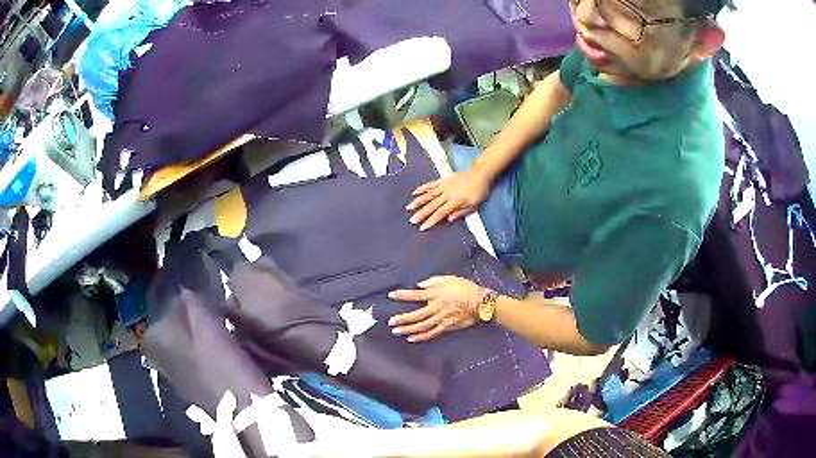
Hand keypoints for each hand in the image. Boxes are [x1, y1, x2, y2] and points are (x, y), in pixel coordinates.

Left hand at [388, 276, 487, 342]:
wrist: (481, 303)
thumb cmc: (466, 288)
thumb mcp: (450, 278)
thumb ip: (433, 281)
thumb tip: (420, 285)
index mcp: (436, 294)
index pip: (415, 295)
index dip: (403, 295)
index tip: (391, 296)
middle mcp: (436, 307)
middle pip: (416, 315)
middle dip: (402, 319)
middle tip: (390, 322)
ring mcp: (441, 319)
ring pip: (421, 326)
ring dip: (408, 329)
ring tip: (396, 331)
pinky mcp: (447, 327)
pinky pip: (431, 333)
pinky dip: (421, 337)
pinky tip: (411, 338)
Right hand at [406, 168, 489, 230]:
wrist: (480, 173)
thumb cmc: (479, 191)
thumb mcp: (474, 204)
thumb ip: (461, 212)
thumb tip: (448, 219)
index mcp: (455, 201)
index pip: (441, 212)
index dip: (431, 220)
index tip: (422, 227)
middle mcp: (447, 194)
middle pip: (432, 205)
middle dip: (421, 213)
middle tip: (411, 220)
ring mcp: (444, 186)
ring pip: (429, 194)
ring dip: (418, 201)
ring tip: (409, 208)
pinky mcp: (443, 180)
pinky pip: (431, 184)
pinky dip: (422, 188)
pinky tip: (414, 192)